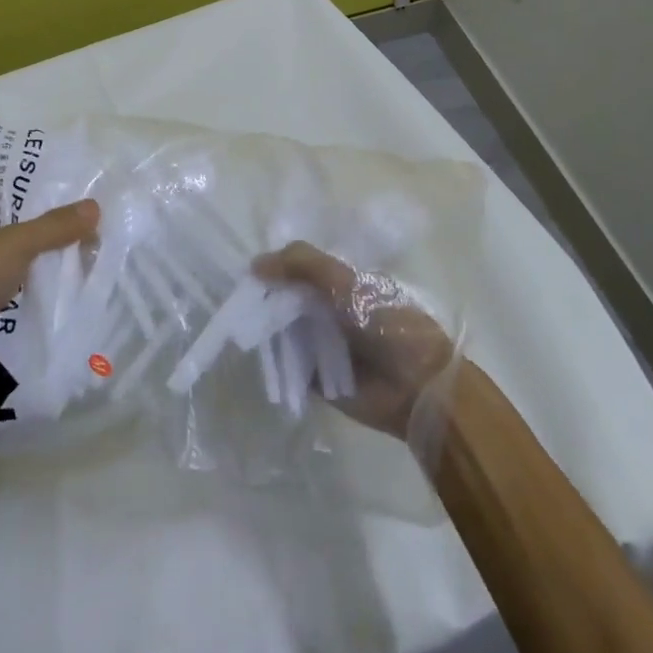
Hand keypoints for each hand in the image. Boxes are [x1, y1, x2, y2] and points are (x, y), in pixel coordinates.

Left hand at [0, 187, 99, 395]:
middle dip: (40, 226)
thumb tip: (93, 207)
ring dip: (39, 263)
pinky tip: (63, 290)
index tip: (57, 184)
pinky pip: (11, 296)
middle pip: (6, 228)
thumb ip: (53, 226)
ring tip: (82, 251)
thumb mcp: (14, 244)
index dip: (22, 184)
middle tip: (80, 219)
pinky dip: (32, 294)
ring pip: (11, 264)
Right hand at [252, 241, 454, 438]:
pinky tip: (247, 348)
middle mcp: (330, 311)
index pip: (300, 269)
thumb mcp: (347, 282)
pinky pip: (284, 363)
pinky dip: (269, 357)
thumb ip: (304, 265)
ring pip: (282, 329)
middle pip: (287, 299)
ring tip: (236, 321)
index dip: (276, 266)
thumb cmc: (388, 326)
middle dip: (265, 297)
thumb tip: (254, 264)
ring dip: (263, 326)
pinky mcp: (314, 377)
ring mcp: (321, 345)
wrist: (417, 388)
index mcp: (342, 284)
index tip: (248, 268)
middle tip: (235, 297)